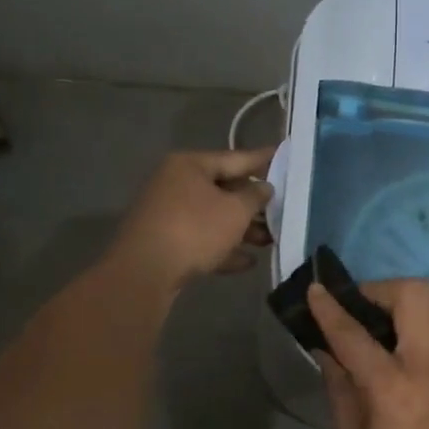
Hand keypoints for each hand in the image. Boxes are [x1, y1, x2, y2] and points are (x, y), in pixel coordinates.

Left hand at [110, 147, 273, 290]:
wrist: (144, 272)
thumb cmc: (195, 229)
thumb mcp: (235, 211)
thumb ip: (255, 196)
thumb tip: (264, 188)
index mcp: (190, 165)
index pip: (235, 158)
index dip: (263, 160)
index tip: (284, 156)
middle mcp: (175, 183)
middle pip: (224, 189)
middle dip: (253, 204)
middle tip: (281, 210)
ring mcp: (167, 213)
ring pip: (213, 216)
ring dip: (242, 229)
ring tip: (269, 242)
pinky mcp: (164, 241)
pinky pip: (200, 239)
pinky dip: (222, 247)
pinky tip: (247, 262)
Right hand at [307, 279, 428, 428]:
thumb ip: (341, 393)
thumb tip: (328, 353)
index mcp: (391, 388)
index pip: (352, 332)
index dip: (329, 306)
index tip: (317, 288)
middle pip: (413, 293)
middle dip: (383, 290)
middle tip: (368, 309)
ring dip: (421, 307)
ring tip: (406, 330)